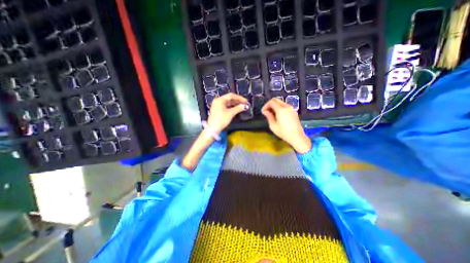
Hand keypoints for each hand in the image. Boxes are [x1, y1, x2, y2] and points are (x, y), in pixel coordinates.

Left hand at [207, 92, 246, 132]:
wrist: (212, 129)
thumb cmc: (221, 120)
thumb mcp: (230, 113)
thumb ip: (238, 108)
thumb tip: (245, 106)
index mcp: (220, 100)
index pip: (231, 96)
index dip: (239, 98)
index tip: (245, 101)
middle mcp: (218, 101)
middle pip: (229, 99)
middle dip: (237, 101)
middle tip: (244, 103)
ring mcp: (217, 105)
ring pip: (228, 103)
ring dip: (235, 104)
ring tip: (242, 106)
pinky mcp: (218, 110)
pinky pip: (226, 106)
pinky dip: (231, 107)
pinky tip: (236, 109)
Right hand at [261, 97, 310, 151]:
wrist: (296, 136)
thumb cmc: (283, 132)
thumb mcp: (273, 125)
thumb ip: (269, 116)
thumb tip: (265, 111)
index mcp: (281, 109)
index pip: (271, 101)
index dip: (266, 105)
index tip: (263, 111)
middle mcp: (287, 106)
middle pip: (276, 100)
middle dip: (270, 104)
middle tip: (266, 112)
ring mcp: (291, 108)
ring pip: (281, 103)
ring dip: (275, 106)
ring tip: (271, 114)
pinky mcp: (294, 112)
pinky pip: (285, 106)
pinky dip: (280, 108)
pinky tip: (278, 115)